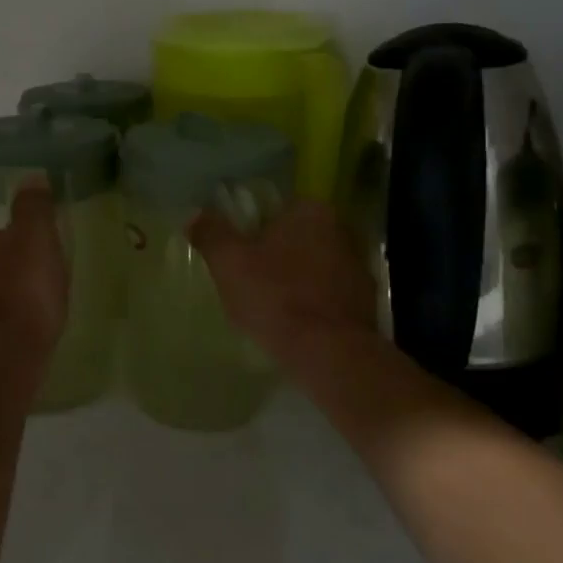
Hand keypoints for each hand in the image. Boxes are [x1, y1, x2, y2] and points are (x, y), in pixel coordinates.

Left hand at [0, 184, 68, 373]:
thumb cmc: (23, 292)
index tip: (39, 254)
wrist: (2, 360)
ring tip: (33, 311)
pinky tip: (21, 336)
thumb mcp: (37, 238)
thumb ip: (33, 207)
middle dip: (7, 270)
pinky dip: (0, 326)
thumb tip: (31, 176)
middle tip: (39, 281)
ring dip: (2, 299)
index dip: (17, 241)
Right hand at [186, 199, 381, 368]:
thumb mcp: (229, 263)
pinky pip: (330, 296)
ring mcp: (359, 267)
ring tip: (272, 308)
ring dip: (298, 280)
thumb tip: (195, 214)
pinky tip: (297, 325)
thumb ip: (211, 233)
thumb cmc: (276, 297)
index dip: (254, 230)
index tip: (240, 254)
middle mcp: (342, 230)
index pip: (277, 209)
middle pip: (298, 237)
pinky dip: (315, 305)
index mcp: (311, 211)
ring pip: (316, 267)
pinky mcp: (367, 302)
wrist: (330, 353)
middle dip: (278, 255)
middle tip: (251, 281)